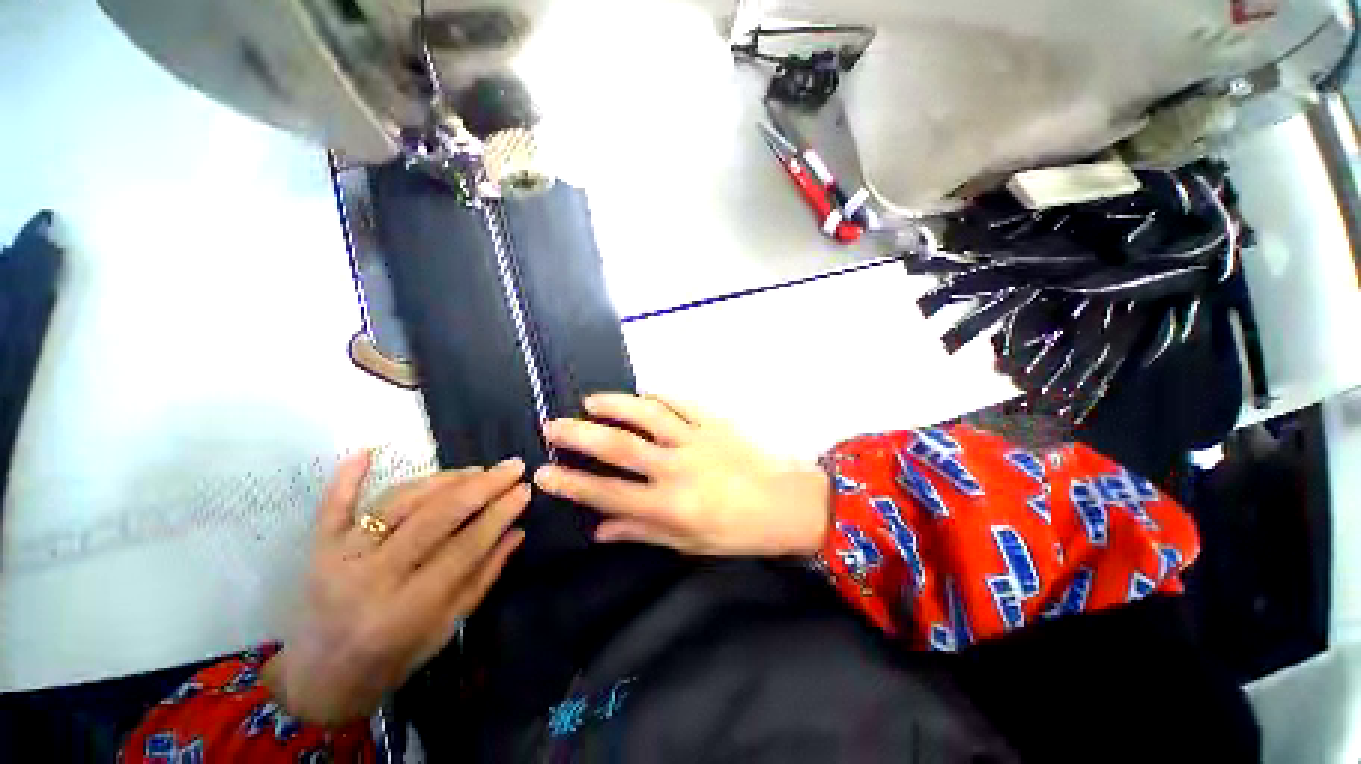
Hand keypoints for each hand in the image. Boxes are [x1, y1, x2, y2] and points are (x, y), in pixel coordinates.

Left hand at [263, 453, 529, 726]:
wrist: (322, 679)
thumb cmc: (394, 658)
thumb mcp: (448, 627)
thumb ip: (484, 576)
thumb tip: (518, 531)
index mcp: (409, 607)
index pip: (466, 546)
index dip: (500, 514)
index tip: (525, 489)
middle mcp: (373, 577)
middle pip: (435, 517)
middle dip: (482, 486)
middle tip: (512, 467)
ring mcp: (341, 558)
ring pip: (400, 502)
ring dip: (444, 479)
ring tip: (477, 469)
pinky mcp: (319, 548)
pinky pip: (334, 506)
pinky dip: (349, 477)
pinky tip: (367, 450)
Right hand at [533, 393, 830, 557]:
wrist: (789, 502)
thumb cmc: (738, 531)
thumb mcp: (688, 544)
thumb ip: (641, 532)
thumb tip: (598, 531)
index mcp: (670, 506)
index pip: (608, 495)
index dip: (572, 484)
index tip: (544, 473)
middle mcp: (677, 468)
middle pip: (619, 446)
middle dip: (580, 435)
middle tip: (553, 425)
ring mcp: (697, 439)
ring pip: (646, 414)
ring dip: (614, 404)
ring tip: (589, 400)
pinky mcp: (714, 421)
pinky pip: (680, 402)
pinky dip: (656, 396)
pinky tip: (641, 394)